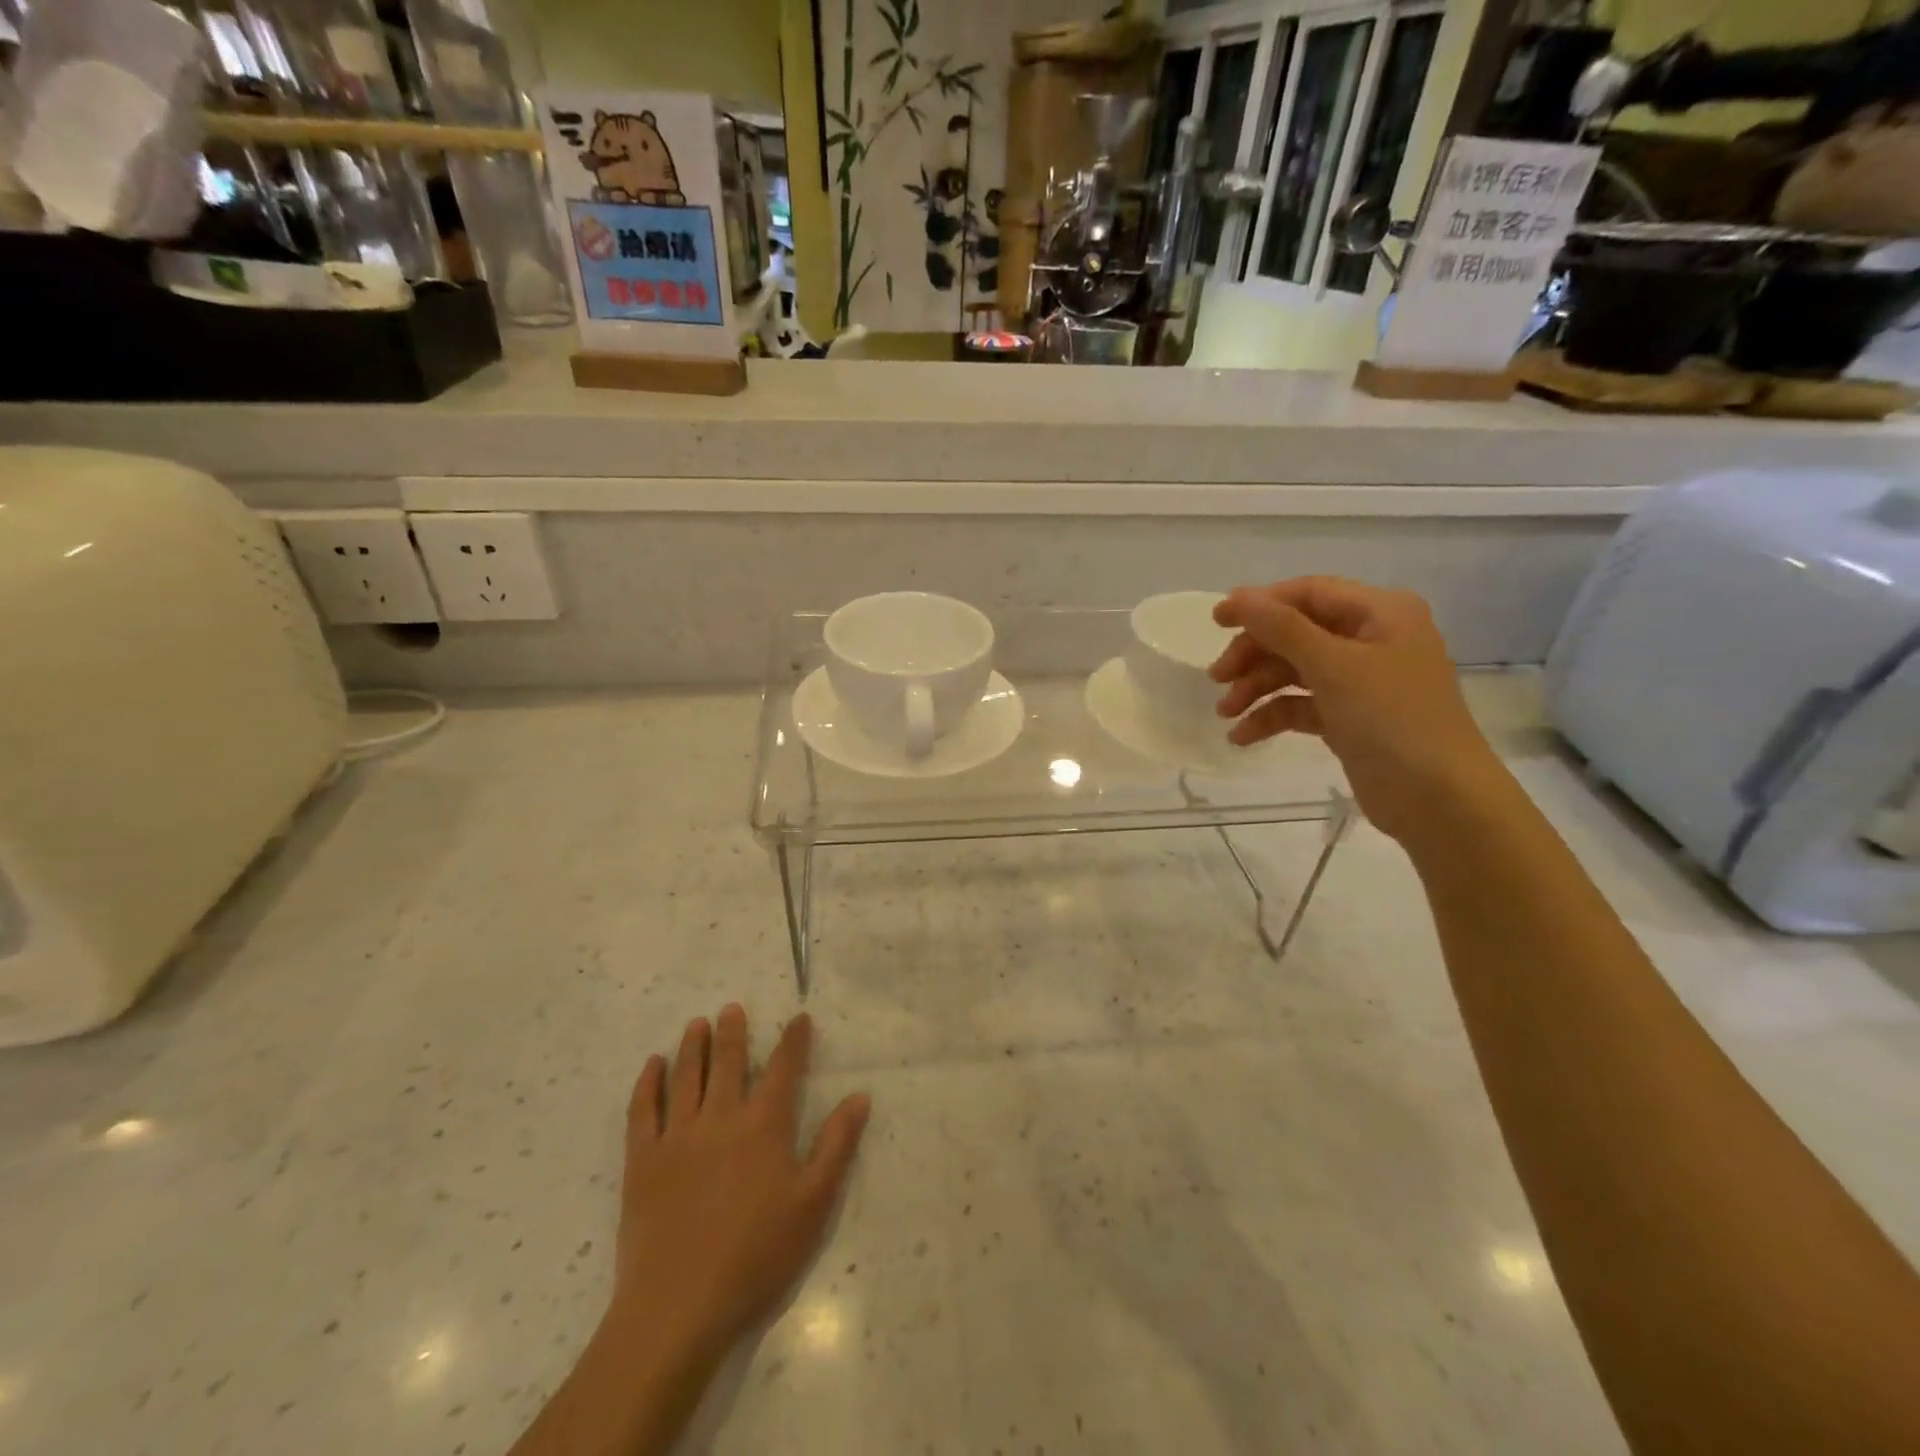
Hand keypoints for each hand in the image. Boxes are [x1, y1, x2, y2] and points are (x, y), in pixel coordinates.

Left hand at [614, 1006, 869, 1363]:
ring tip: (697, 1023)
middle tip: (732, 1008)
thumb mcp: (814, 1203)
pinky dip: (648, 1083)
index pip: (783, 1068)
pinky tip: (652, 1066)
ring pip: (686, 1077)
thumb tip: (859, 1096)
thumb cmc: (757, 1256)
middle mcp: (721, 1118)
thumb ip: (837, 1145)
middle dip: (733, 1032)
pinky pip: (643, 1110)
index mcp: (764, 1126)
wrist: (678, 1308)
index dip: (793, 1040)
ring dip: (693, 1046)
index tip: (799, 1018)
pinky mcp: (643, 1161)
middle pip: (728, 1062)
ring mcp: (678, 1137)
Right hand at [1210, 577, 1502, 845]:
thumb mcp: (1333, 666)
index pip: (1309, 593)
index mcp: (1381, 613)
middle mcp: (1372, 640)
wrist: (1438, 798)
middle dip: (1254, 654)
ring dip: (1256, 688)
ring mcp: (1361, 681)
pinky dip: (1272, 716)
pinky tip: (1243, 736)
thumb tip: (1238, 597)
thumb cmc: (1391, 718)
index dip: (1260, 604)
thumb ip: (1282, 628)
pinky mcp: (1350, 718)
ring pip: (1295, 671)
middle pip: (1297, 633)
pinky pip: (1301, 705)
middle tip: (1217, 678)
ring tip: (1225, 713)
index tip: (1215, 622)